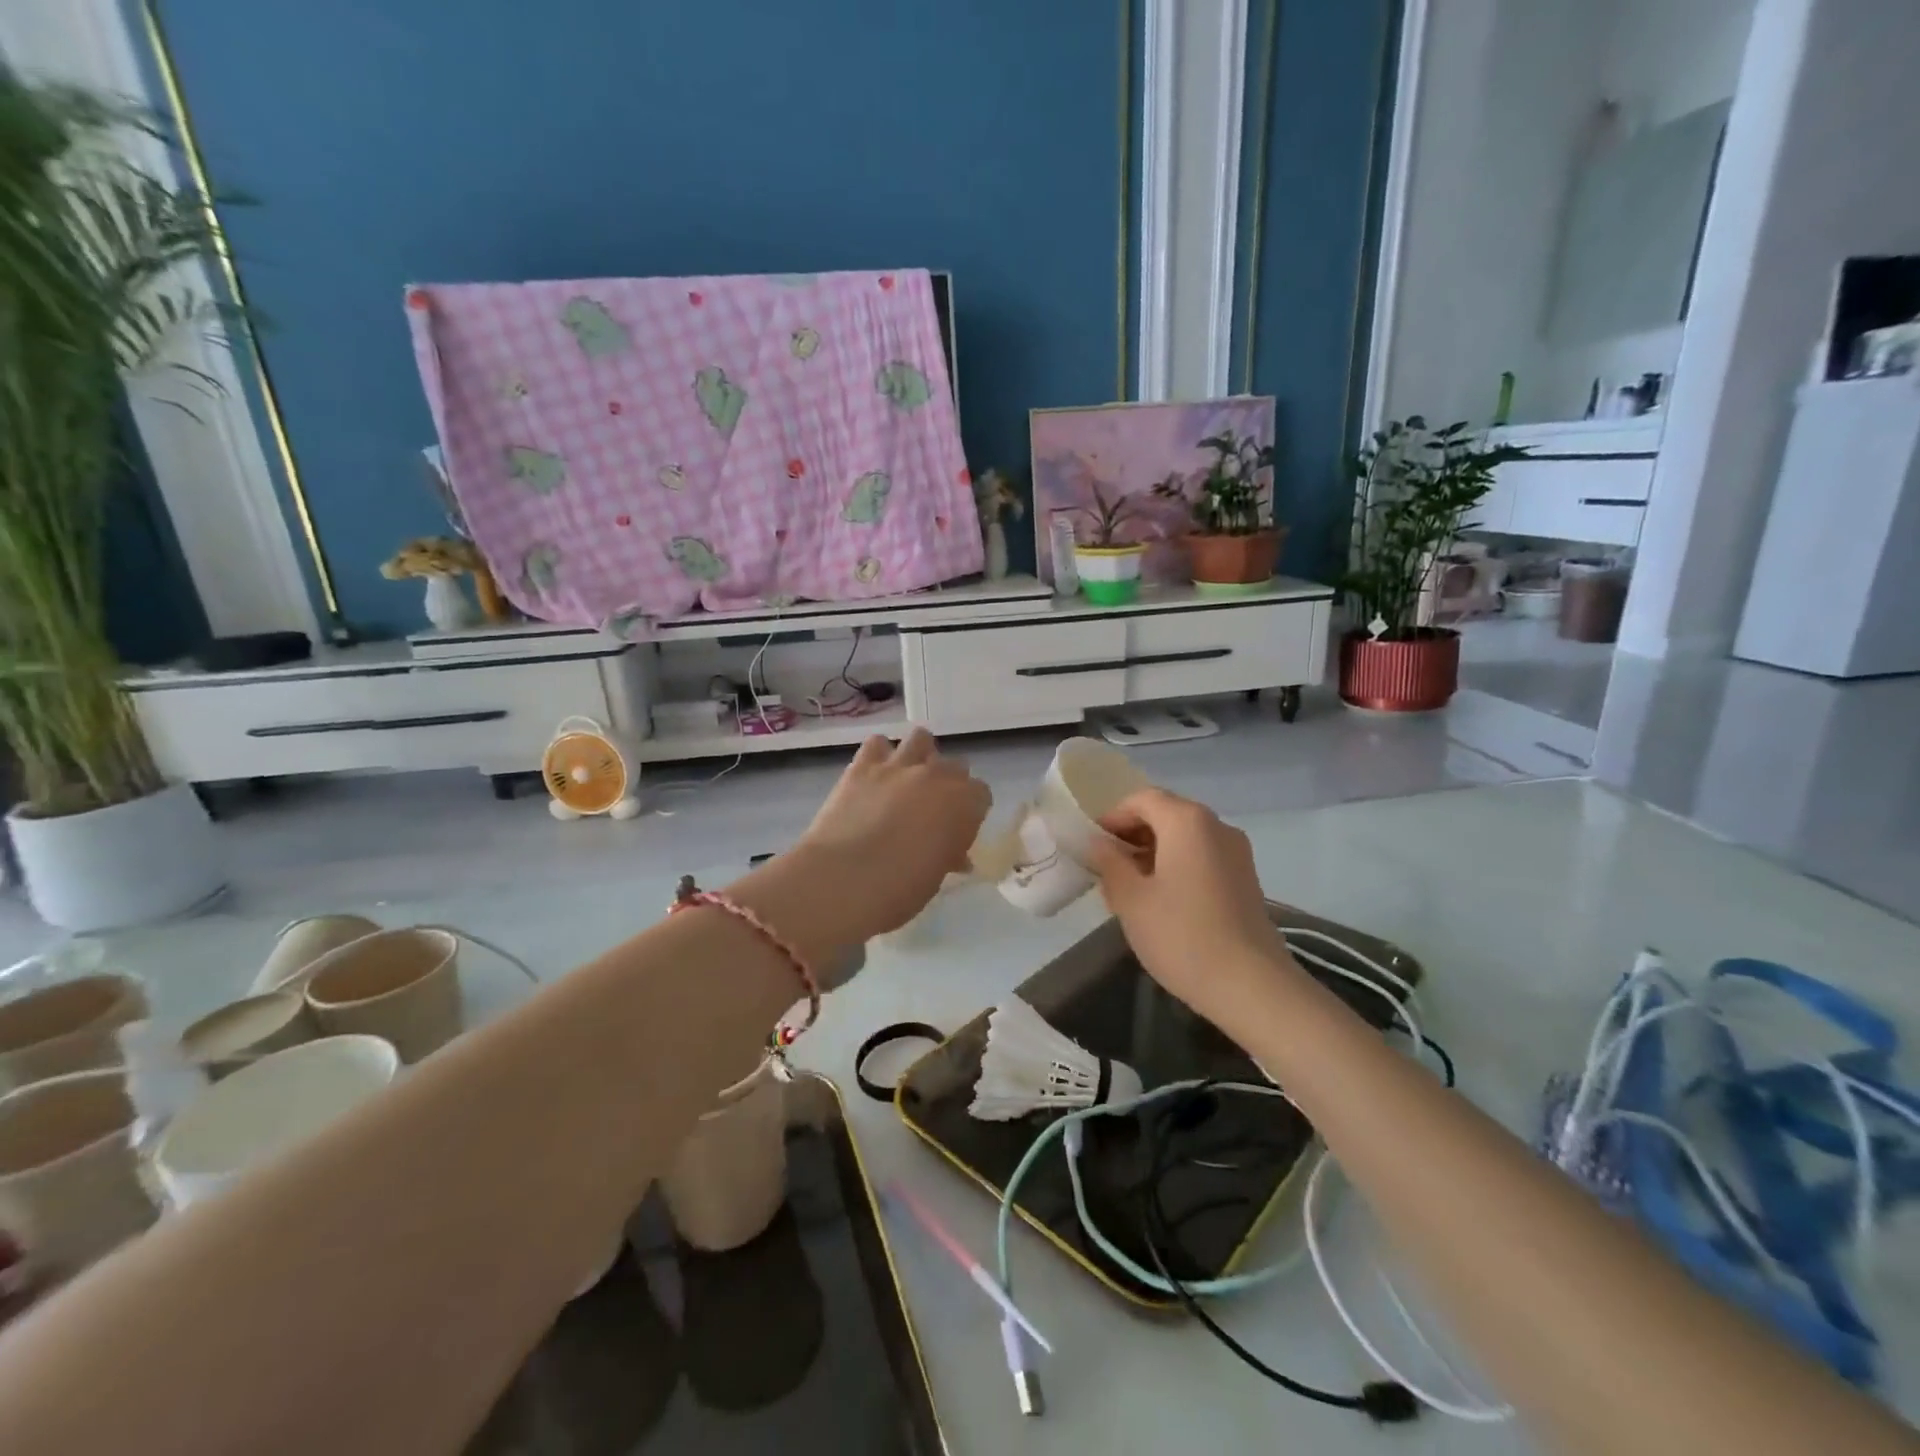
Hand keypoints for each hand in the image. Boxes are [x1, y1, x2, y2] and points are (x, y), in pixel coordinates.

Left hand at [791, 729, 990, 945]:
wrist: (842, 880)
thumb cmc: (898, 890)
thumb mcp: (935, 878)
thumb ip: (948, 855)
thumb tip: (953, 855)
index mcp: (964, 804)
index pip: (981, 794)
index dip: (970, 812)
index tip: (957, 830)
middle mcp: (937, 776)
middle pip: (955, 766)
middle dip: (948, 784)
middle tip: (932, 810)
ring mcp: (899, 765)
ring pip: (921, 739)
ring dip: (920, 756)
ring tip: (907, 781)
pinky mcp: (862, 765)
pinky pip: (877, 743)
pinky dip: (880, 755)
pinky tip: (875, 776)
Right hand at [1085, 788, 1293, 1027]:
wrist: (1250, 985)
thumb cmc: (1181, 935)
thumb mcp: (1130, 899)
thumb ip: (1109, 863)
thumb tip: (1099, 843)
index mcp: (1187, 821)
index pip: (1142, 800)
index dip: (1113, 817)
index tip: (1093, 845)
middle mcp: (1216, 826)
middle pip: (1166, 814)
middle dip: (1133, 835)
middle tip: (1107, 868)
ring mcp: (1237, 852)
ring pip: (1185, 837)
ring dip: (1154, 852)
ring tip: (1130, 888)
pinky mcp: (1246, 879)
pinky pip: (1203, 857)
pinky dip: (1177, 865)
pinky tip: (1162, 901)